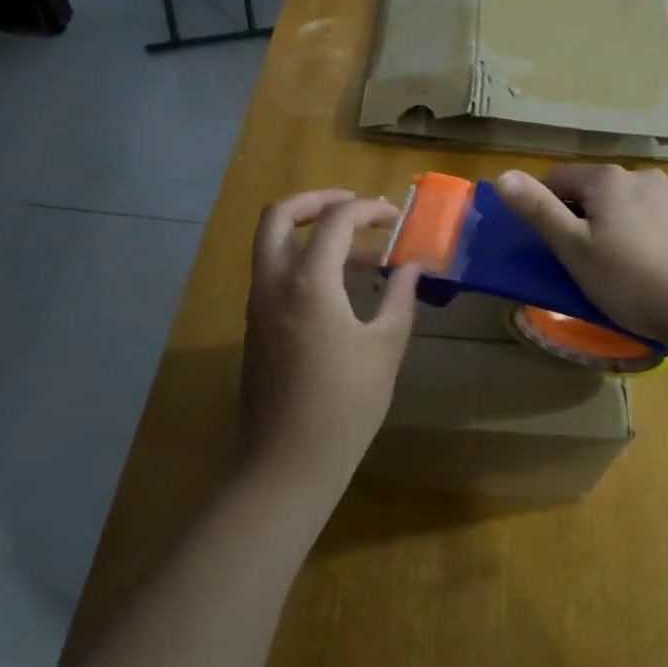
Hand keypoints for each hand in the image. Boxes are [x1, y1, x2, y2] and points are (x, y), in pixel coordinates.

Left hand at [240, 190, 419, 494]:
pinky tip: (341, 288)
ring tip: (359, 250)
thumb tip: (412, 267)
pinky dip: (303, 262)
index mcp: (308, 282)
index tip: (395, 217)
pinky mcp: (256, 329)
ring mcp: (258, 306)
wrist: (286, 466)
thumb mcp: (384, 348)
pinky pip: (275, 275)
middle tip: (352, 205)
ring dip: (310, 233)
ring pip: (272, 245)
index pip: (335, 220)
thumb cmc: (344, 406)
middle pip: (279, 216)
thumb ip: (400, 298)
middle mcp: (274, 283)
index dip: (367, 209)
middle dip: (316, 200)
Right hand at [495, 165, 667, 340]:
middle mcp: (642, 175)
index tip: (552, 244)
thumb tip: (503, 175)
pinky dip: (653, 234)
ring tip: (625, 267)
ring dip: (621, 223)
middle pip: (597, 191)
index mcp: (606, 179)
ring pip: (632, 203)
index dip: (546, 208)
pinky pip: (664, 219)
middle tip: (586, 261)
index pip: (558, 179)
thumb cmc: (629, 280)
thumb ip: (538, 209)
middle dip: (586, 217)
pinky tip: (659, 266)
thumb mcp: (573, 249)